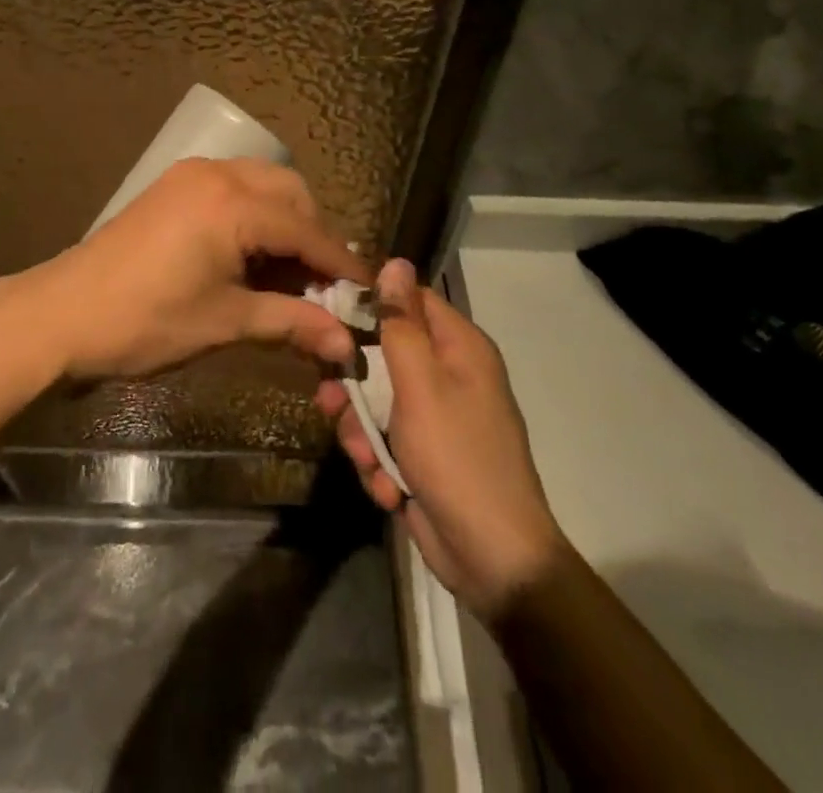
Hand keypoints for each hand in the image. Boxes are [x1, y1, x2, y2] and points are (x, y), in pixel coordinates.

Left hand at [23, 158, 366, 381]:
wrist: (63, 313)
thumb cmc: (146, 321)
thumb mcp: (225, 322)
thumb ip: (291, 322)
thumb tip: (346, 343)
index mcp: (234, 204)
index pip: (306, 230)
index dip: (341, 264)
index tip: (369, 292)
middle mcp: (219, 174)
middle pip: (291, 194)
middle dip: (313, 236)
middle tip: (320, 286)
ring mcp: (192, 175)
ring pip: (263, 185)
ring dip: (284, 222)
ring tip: (287, 273)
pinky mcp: (175, 184)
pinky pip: (234, 187)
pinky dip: (254, 214)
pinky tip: (251, 255)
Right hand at [316, 259, 566, 621]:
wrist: (494, 560)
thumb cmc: (457, 458)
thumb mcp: (421, 386)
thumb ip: (401, 325)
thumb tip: (395, 262)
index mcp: (459, 348)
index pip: (409, 301)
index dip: (370, 305)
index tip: (328, 316)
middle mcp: (449, 376)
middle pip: (384, 354)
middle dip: (355, 386)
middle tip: (331, 401)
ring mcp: (436, 419)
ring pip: (377, 402)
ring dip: (363, 432)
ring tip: (366, 458)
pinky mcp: (423, 456)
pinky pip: (385, 441)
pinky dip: (380, 464)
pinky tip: (389, 489)